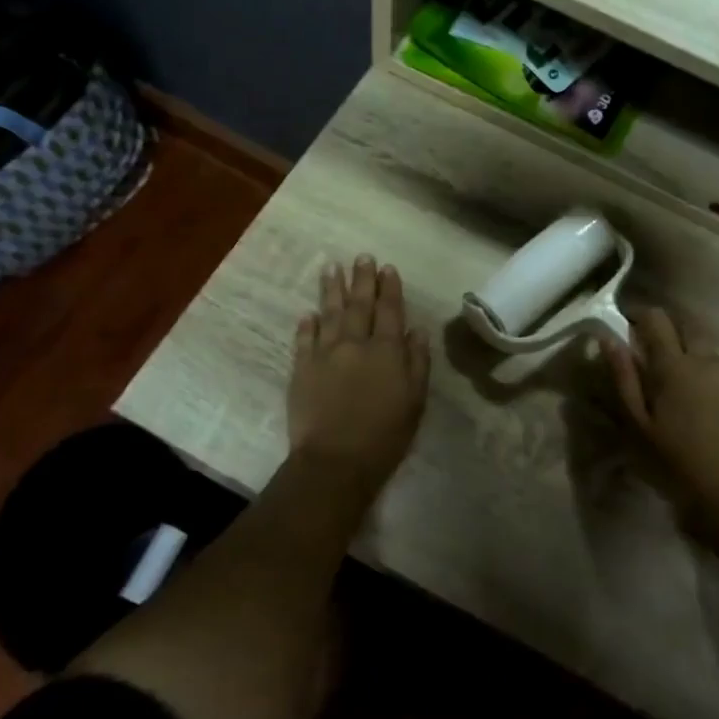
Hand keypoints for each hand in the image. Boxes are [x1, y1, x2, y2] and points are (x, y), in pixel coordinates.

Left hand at [288, 257, 429, 487]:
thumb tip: (416, 331)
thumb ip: (417, 363)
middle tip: (362, 257)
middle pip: (359, 305)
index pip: (390, 311)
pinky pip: (304, 339)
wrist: (335, 461)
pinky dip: (308, 324)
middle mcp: (355, 344)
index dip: (390, 288)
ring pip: (329, 313)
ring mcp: (325, 354)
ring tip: (331, 268)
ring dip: (331, 289)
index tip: (388, 268)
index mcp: (387, 351)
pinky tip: (309, 313)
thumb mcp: (415, 401)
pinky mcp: (301, 369)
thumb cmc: (384, 436)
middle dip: (362, 279)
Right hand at [607, 307, 718, 528]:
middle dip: (667, 329)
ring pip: (706, 350)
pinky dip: (706, 376)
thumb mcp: (638, 424)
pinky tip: (698, 406)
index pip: (656, 318)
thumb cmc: (676, 463)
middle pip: (686, 326)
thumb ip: (624, 378)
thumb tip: (609, 339)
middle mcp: (707, 361)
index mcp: (675, 365)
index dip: (639, 314)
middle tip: (648, 351)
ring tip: (673, 382)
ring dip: (688, 353)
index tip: (625, 323)